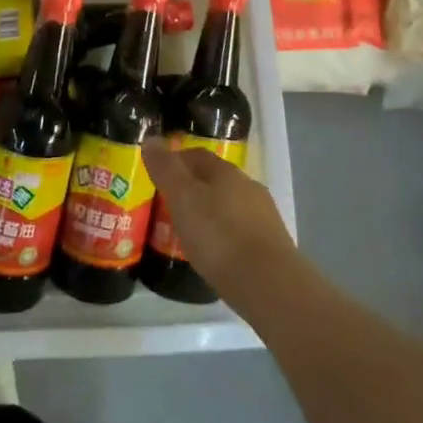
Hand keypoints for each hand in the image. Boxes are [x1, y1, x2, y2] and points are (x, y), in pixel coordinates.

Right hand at [140, 137, 296, 302]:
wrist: (268, 283)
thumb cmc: (218, 236)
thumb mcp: (183, 199)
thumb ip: (166, 169)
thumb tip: (151, 139)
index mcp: (226, 172)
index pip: (197, 155)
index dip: (176, 160)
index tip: (158, 174)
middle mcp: (248, 186)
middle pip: (216, 179)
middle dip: (193, 187)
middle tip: (169, 204)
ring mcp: (263, 215)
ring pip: (230, 204)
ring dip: (210, 211)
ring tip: (190, 231)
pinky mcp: (271, 244)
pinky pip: (240, 229)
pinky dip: (225, 233)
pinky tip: (215, 251)